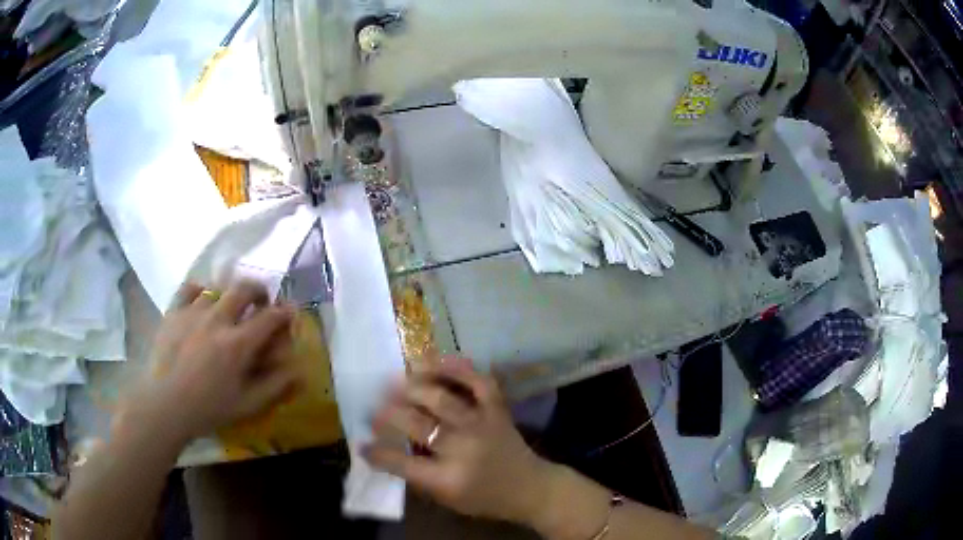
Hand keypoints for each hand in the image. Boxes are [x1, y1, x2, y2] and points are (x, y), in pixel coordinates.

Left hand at [118, 281, 298, 445]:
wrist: (164, 405)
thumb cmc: (208, 409)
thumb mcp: (247, 405)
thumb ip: (275, 386)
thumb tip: (300, 371)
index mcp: (238, 344)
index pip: (270, 318)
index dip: (284, 313)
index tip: (290, 312)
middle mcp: (218, 320)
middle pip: (244, 289)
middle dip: (258, 291)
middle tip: (261, 301)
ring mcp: (193, 313)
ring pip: (217, 289)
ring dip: (228, 294)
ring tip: (229, 306)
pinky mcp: (173, 313)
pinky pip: (188, 289)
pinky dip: (199, 290)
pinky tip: (200, 299)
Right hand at [365, 360, 558, 525]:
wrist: (530, 488)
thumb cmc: (485, 498)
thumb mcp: (447, 498)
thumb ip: (418, 476)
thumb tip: (388, 448)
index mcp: (448, 478)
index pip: (402, 463)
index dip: (378, 452)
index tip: (363, 444)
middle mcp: (463, 448)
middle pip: (416, 423)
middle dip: (388, 413)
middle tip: (376, 410)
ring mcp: (482, 424)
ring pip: (441, 397)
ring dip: (413, 385)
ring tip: (395, 381)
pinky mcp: (497, 410)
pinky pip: (478, 382)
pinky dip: (458, 368)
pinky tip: (436, 361)